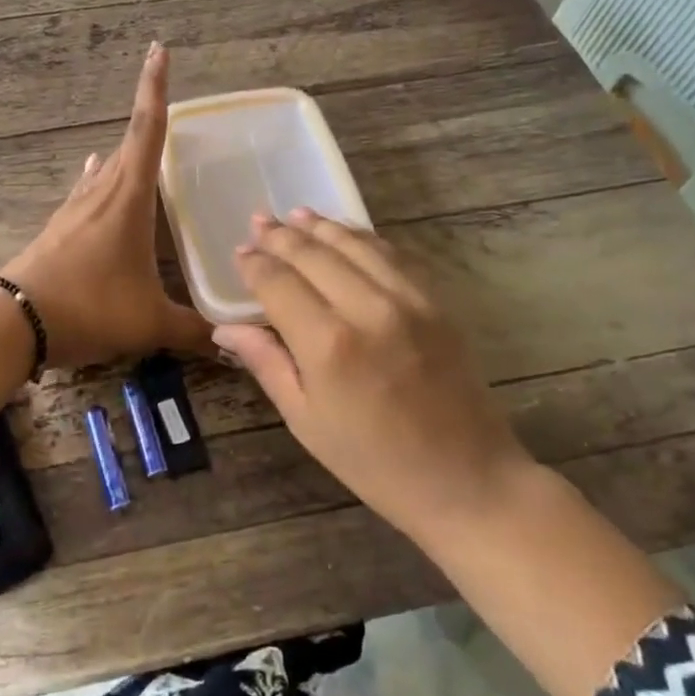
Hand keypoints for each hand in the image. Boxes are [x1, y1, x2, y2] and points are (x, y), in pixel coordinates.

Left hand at [0, 42, 211, 369]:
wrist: (14, 321)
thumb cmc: (89, 307)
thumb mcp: (148, 322)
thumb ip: (193, 331)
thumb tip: (235, 347)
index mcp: (128, 198)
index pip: (147, 130)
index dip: (155, 89)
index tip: (159, 50)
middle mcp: (101, 192)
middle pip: (128, 144)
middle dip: (148, 117)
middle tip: (168, 104)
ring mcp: (74, 209)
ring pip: (105, 169)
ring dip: (125, 154)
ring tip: (141, 145)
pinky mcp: (57, 229)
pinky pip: (86, 192)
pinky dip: (99, 179)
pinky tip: (95, 177)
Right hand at [211, 209, 531, 543]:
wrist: (468, 481)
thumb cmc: (374, 463)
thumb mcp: (306, 421)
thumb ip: (267, 363)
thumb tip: (226, 329)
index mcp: (327, 345)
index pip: (279, 284)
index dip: (255, 264)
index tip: (240, 252)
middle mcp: (367, 310)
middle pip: (315, 255)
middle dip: (281, 236)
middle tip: (259, 220)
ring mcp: (408, 301)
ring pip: (355, 245)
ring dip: (321, 227)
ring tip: (295, 214)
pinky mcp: (436, 304)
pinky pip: (393, 256)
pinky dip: (363, 239)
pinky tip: (346, 234)